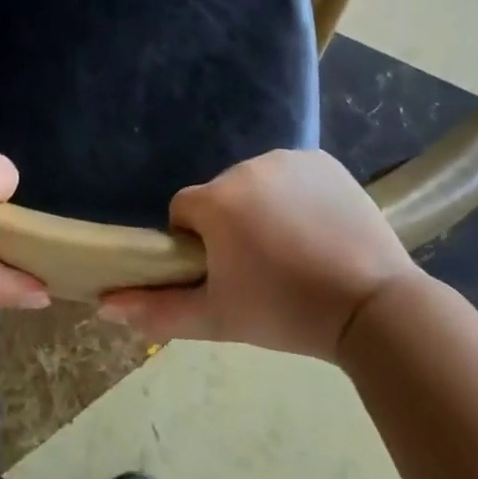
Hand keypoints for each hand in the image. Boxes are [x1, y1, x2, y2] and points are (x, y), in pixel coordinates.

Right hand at [99, 149, 419, 359]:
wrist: (373, 306)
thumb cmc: (286, 313)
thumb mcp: (218, 319)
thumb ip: (157, 311)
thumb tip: (104, 304)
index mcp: (215, 201)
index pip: (183, 211)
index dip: (196, 244)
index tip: (224, 273)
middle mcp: (244, 167)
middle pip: (220, 196)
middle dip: (230, 225)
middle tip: (262, 269)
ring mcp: (287, 159)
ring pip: (255, 183)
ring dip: (262, 208)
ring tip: (295, 250)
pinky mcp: (321, 160)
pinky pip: (292, 174)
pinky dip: (296, 195)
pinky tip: (319, 229)